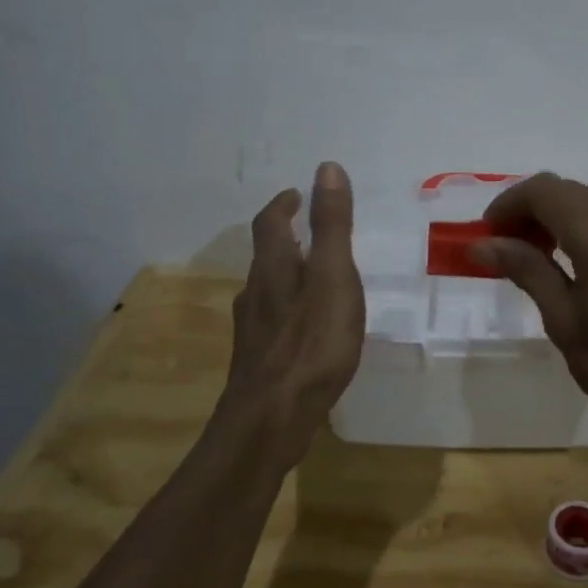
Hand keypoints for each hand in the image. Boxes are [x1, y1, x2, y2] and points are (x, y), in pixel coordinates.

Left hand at [219, 161, 365, 468]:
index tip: (297, 194)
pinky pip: (273, 322)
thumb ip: (332, 225)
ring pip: (267, 290)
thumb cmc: (311, 343)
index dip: (283, 205)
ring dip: (286, 275)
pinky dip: (288, 310)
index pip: (271, 223)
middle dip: (284, 238)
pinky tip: (305, 329)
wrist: (271, 419)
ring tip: (312, 276)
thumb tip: (326, 168)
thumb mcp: (333, 276)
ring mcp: (253, 331)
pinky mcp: (259, 361)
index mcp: (274, 268)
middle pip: (266, 257)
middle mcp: (256, 294)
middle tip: (308, 231)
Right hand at [471, 173, 587, 447]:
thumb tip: (482, 244)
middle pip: (569, 190)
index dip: (509, 203)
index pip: (544, 191)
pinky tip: (582, 261)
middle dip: (532, 209)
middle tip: (507, 247)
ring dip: (561, 215)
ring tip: (540, 255)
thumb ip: (526, 270)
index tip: (487, 234)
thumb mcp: (565, 322)